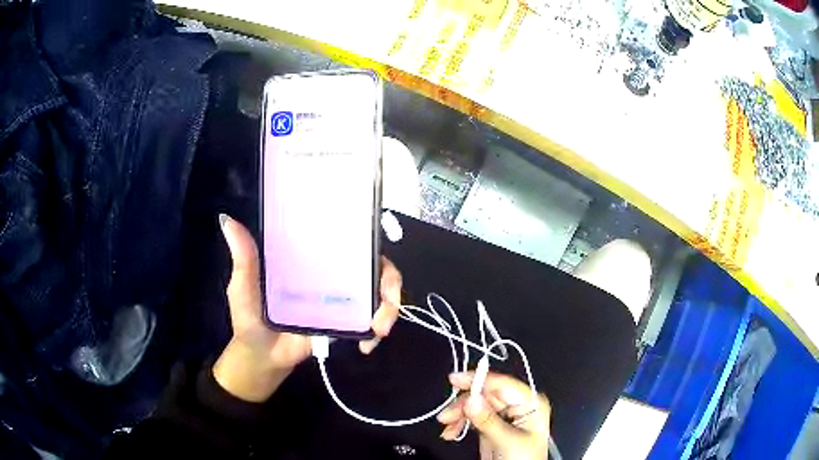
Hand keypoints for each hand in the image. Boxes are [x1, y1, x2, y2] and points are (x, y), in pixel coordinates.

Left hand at [213, 214, 402, 401]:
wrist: (262, 358)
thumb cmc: (250, 319)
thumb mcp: (243, 287)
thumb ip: (243, 259)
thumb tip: (227, 220)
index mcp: (308, 259)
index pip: (342, 238)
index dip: (364, 236)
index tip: (371, 243)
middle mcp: (331, 273)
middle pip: (373, 264)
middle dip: (390, 281)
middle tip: (387, 302)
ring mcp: (342, 298)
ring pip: (380, 291)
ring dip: (390, 308)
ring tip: (379, 330)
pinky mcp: (347, 322)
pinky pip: (373, 319)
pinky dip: (378, 330)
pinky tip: (368, 346)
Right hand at [437, 371, 550, 459]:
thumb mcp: (507, 440)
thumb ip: (488, 420)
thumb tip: (471, 399)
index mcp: (530, 403)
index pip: (502, 385)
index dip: (479, 380)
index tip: (455, 380)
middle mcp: (517, 406)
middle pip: (485, 394)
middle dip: (463, 404)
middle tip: (446, 417)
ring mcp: (503, 416)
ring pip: (475, 404)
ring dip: (458, 414)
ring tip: (448, 429)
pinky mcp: (491, 426)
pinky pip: (472, 416)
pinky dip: (459, 422)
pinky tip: (451, 432)